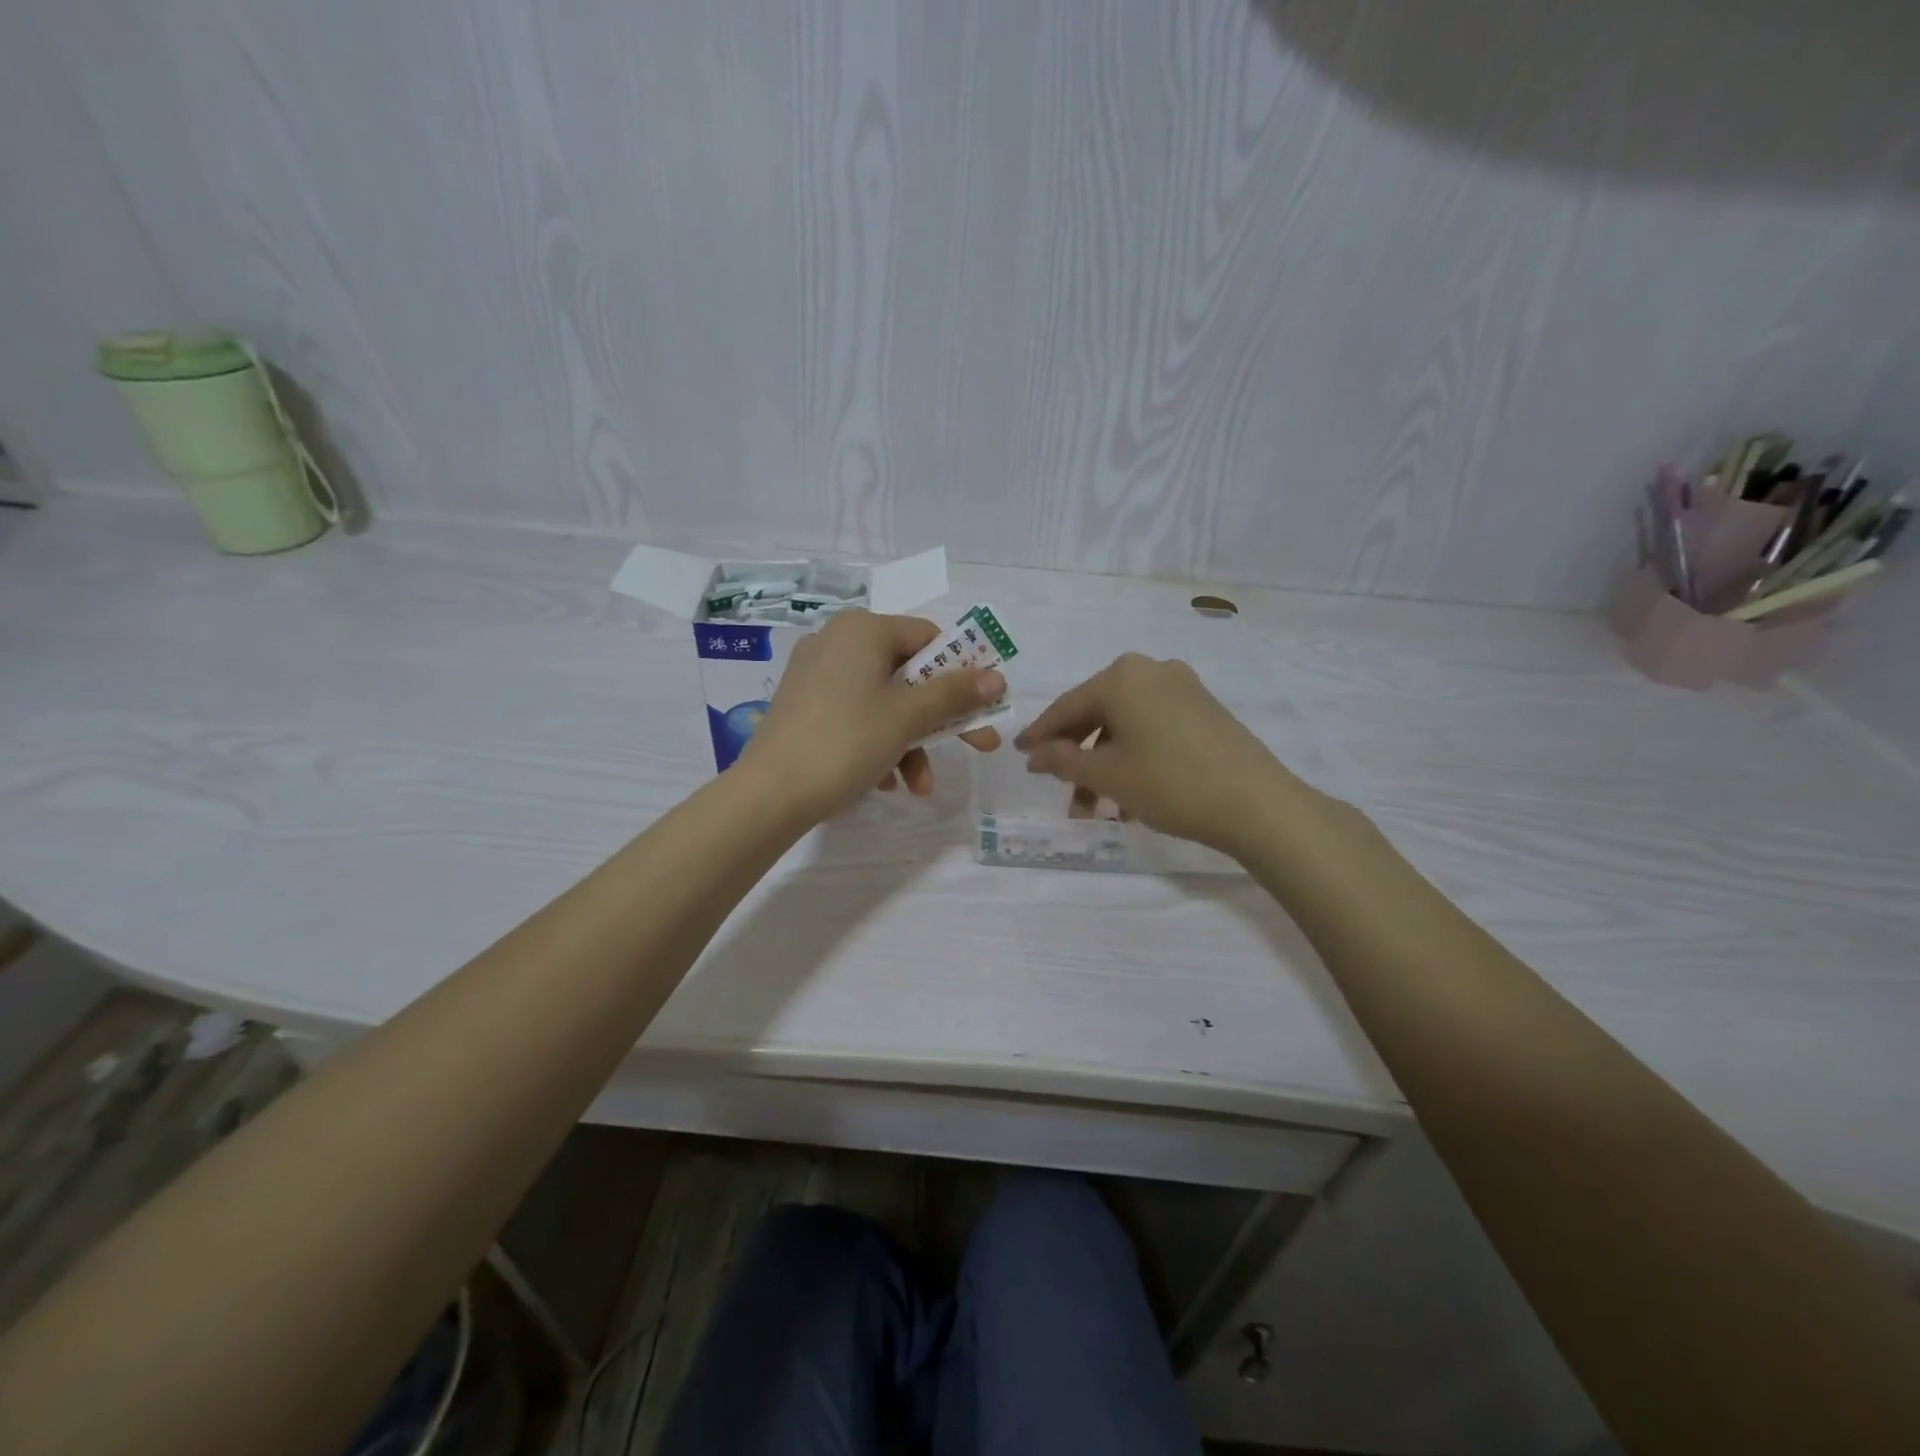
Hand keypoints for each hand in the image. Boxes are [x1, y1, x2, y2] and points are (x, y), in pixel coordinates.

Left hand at [739, 610, 1003, 819]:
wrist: (769, 794)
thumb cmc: (846, 742)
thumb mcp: (907, 718)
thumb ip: (954, 694)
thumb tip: (997, 677)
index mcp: (862, 630)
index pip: (928, 639)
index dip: (962, 673)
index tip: (983, 707)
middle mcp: (837, 641)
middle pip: (908, 675)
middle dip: (940, 719)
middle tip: (977, 747)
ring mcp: (816, 674)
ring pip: (883, 702)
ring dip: (910, 743)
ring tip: (919, 787)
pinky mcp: (803, 706)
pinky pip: (856, 716)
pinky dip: (878, 745)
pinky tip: (886, 783)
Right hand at [1015, 654, 1302, 857]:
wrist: (1256, 803)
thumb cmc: (1169, 783)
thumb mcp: (1106, 775)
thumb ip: (1063, 760)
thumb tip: (1036, 754)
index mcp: (1121, 677)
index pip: (1067, 706)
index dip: (1041, 734)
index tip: (1021, 754)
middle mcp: (1151, 670)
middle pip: (1097, 712)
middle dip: (1076, 754)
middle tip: (1059, 786)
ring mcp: (1183, 687)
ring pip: (1126, 724)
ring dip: (1105, 762)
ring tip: (1097, 806)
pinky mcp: (1204, 708)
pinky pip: (1153, 727)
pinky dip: (1134, 755)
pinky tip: (1130, 793)